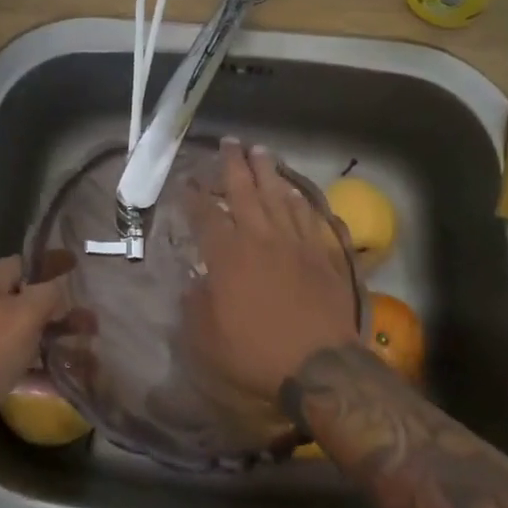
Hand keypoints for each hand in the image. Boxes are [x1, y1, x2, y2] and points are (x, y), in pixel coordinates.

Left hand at [0, 254, 73, 435]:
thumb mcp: (23, 316)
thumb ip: (48, 295)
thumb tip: (58, 289)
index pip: (25, 263)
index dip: (54, 265)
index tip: (78, 265)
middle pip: (24, 299)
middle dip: (59, 312)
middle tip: (91, 323)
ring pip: (18, 332)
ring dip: (49, 340)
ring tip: (83, 353)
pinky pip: (8, 359)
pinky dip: (31, 366)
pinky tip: (58, 380)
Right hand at [183, 138, 360, 404]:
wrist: (319, 366)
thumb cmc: (255, 352)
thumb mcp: (205, 337)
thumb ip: (194, 304)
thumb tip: (195, 282)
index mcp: (228, 254)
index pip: (205, 214)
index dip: (193, 195)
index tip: (186, 180)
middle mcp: (260, 237)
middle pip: (245, 190)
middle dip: (233, 164)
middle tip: (229, 142)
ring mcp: (295, 242)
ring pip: (279, 195)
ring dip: (268, 171)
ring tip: (260, 151)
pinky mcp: (322, 253)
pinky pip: (309, 216)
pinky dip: (299, 199)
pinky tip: (294, 191)